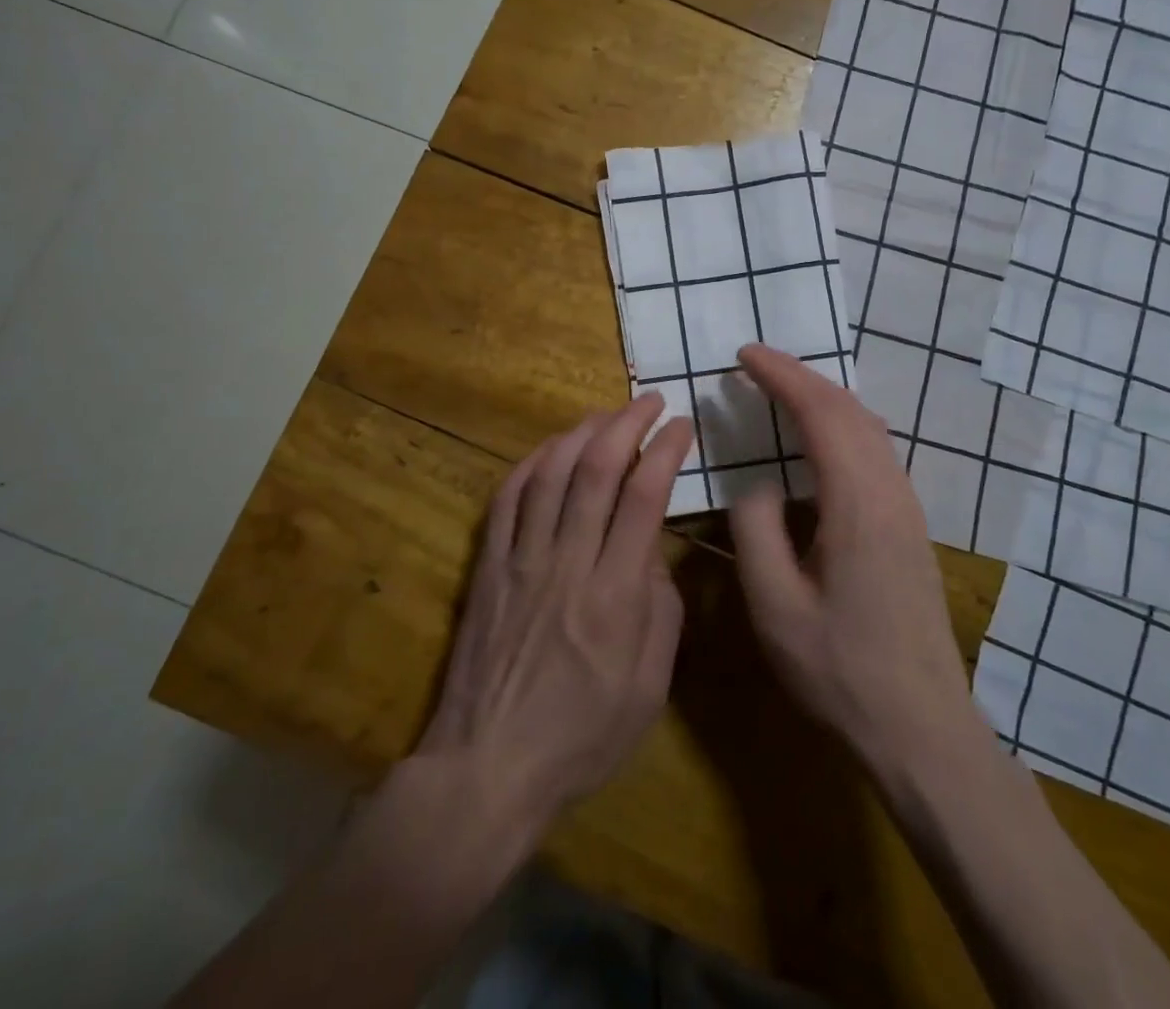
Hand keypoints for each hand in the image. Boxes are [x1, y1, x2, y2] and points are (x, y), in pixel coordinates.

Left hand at [415, 394, 693, 836]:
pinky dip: (530, 464)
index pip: (643, 497)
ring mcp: (521, 560)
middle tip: (650, 401)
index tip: (682, 426)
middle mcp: (567, 563)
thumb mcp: (648, 691)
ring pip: (551, 474)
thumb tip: (652, 555)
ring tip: (605, 414)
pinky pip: (506, 500)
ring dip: (581, 433)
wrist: (487, 767)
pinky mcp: (489, 567)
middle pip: (597, 471)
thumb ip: (661, 613)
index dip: (665, 451)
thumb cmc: (580, 739)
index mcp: (614, 595)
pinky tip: (549, 449)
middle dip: (627, 424)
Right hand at [727, 344, 975, 779]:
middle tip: (755, 365)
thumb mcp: (774, 604)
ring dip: (824, 398)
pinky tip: (818, 439)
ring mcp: (907, 509)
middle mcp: (891, 492)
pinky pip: (875, 451)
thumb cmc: (840, 671)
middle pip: (850, 410)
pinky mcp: (909, 527)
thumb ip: (756, 529)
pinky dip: (840, 425)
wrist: (922, 729)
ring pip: (868, 428)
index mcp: (858, 503)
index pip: (821, 413)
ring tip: (781, 390)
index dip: (782, 376)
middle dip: (802, 376)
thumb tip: (758, 484)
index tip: (744, 355)